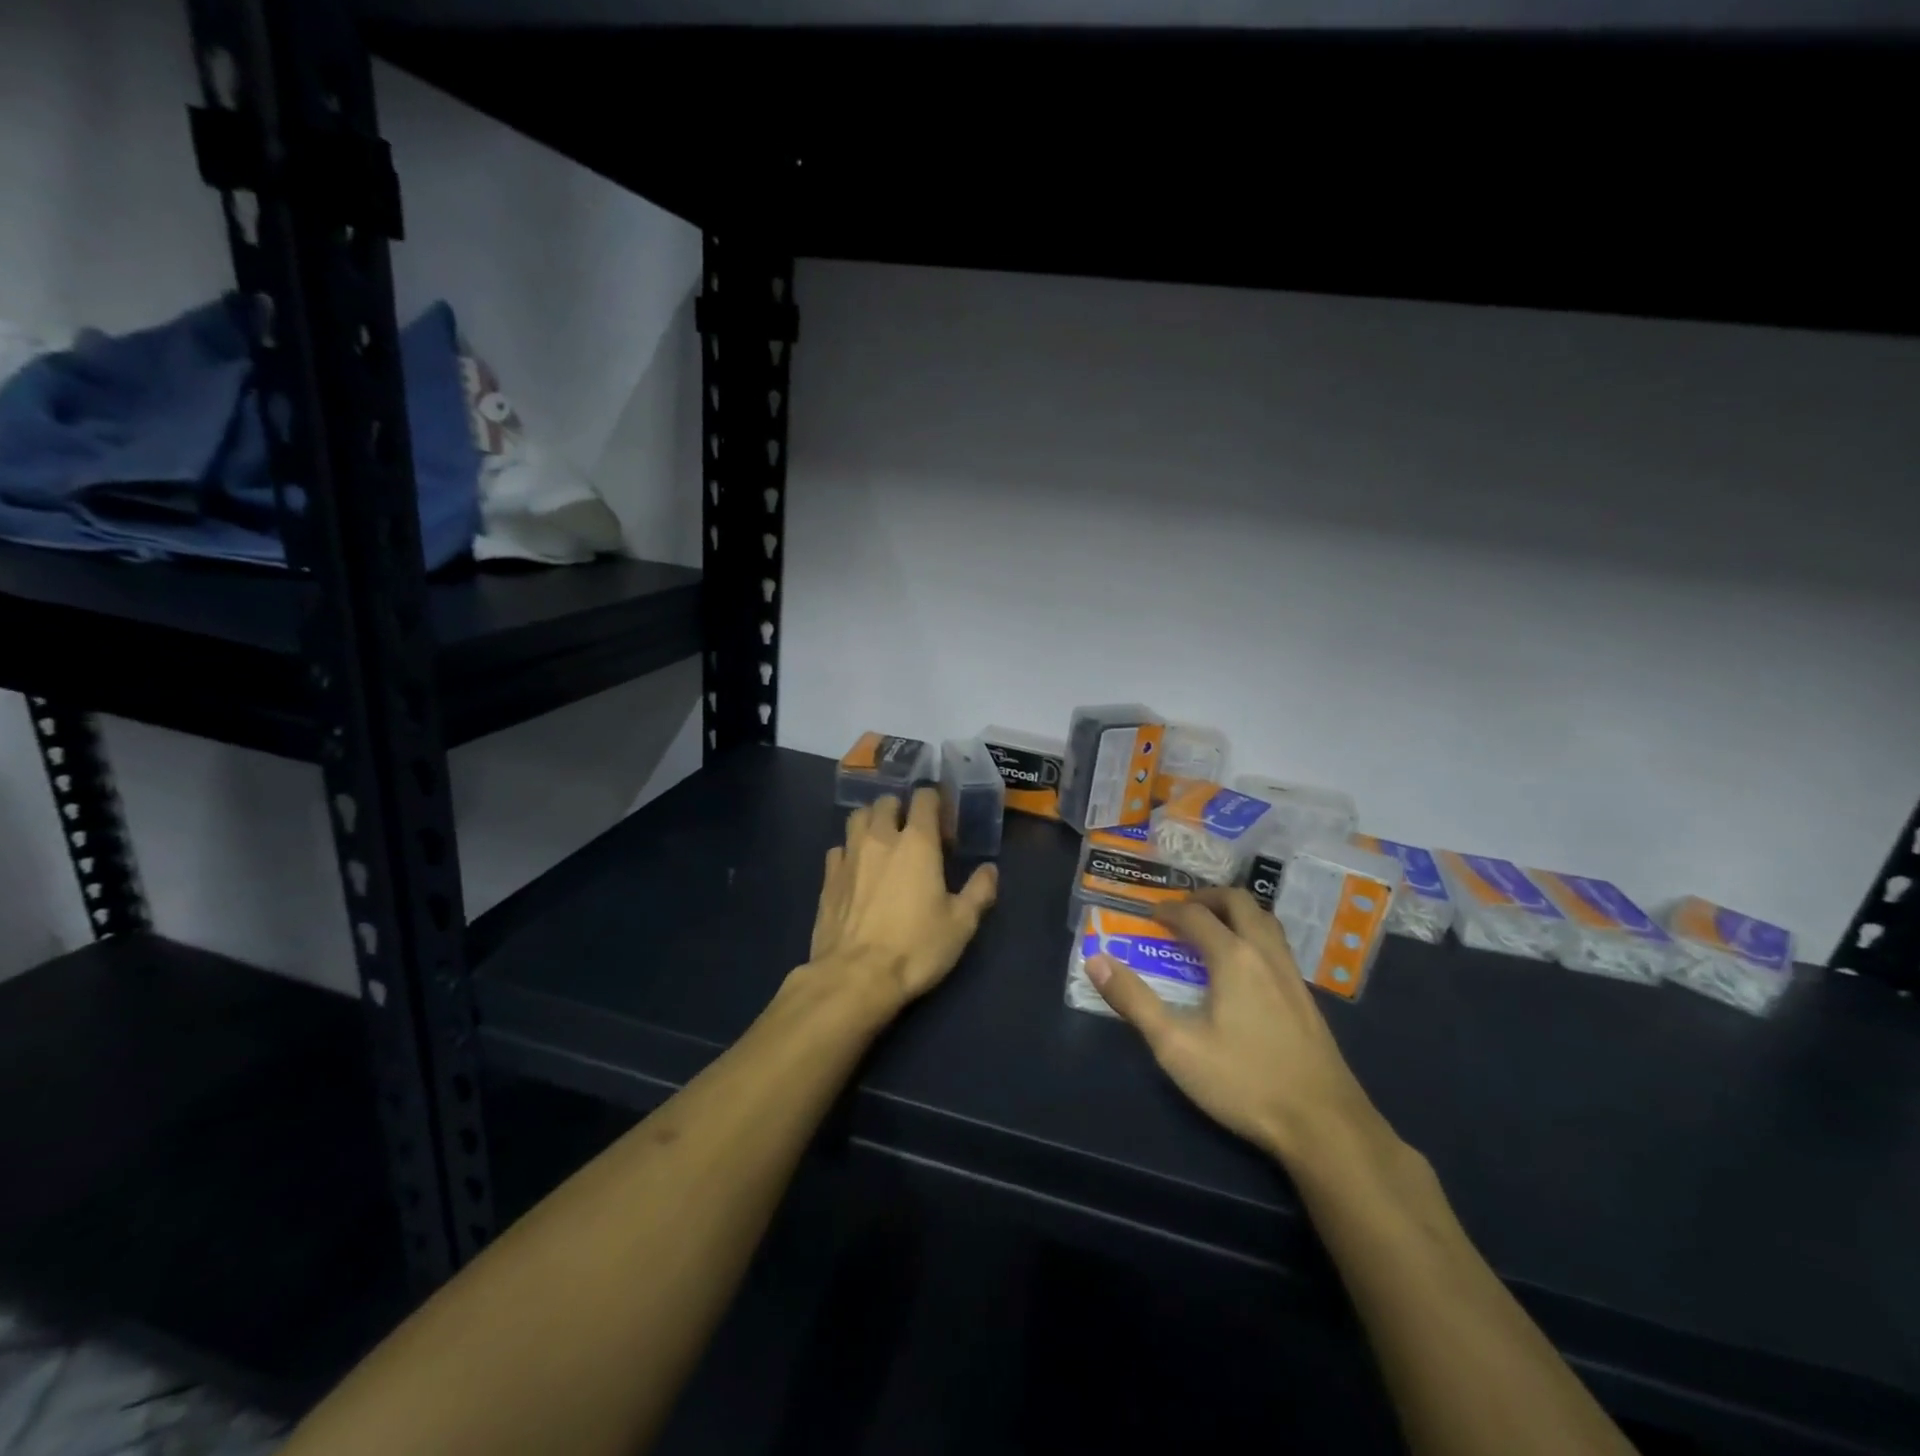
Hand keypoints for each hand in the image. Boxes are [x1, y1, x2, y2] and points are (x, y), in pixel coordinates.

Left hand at [805, 788, 997, 1016]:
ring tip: (882, 844)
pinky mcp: (828, 878)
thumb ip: (979, 891)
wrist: (855, 978)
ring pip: (857, 817)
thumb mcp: (961, 924)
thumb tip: (989, 870)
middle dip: (901, 810)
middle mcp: (880, 838)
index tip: (943, 827)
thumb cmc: (915, 948)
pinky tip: (857, 871)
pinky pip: (838, 849)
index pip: (924, 798)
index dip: (935, 804)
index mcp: (917, 842)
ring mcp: (849, 855)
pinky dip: (849, 851)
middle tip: (912, 835)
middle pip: (886, 802)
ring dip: (871, 822)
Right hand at [1086, 887, 1391, 1167]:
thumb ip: (1134, 1001)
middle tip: (1181, 912)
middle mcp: (1265, 955)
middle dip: (1206, 898)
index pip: (1196, 916)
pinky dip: (1254, 935)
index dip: (1168, 911)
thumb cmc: (1244, 1083)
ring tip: (1212, 929)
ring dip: (1235, 913)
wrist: (1326, 1126)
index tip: (1148, 916)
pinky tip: (1244, 968)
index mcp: (1233, 958)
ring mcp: (1292, 975)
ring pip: (1265, 920)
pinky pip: (1277, 945)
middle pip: (1239, 902)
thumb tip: (1095, 960)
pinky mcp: (1307, 998)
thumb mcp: (1176, 1046)